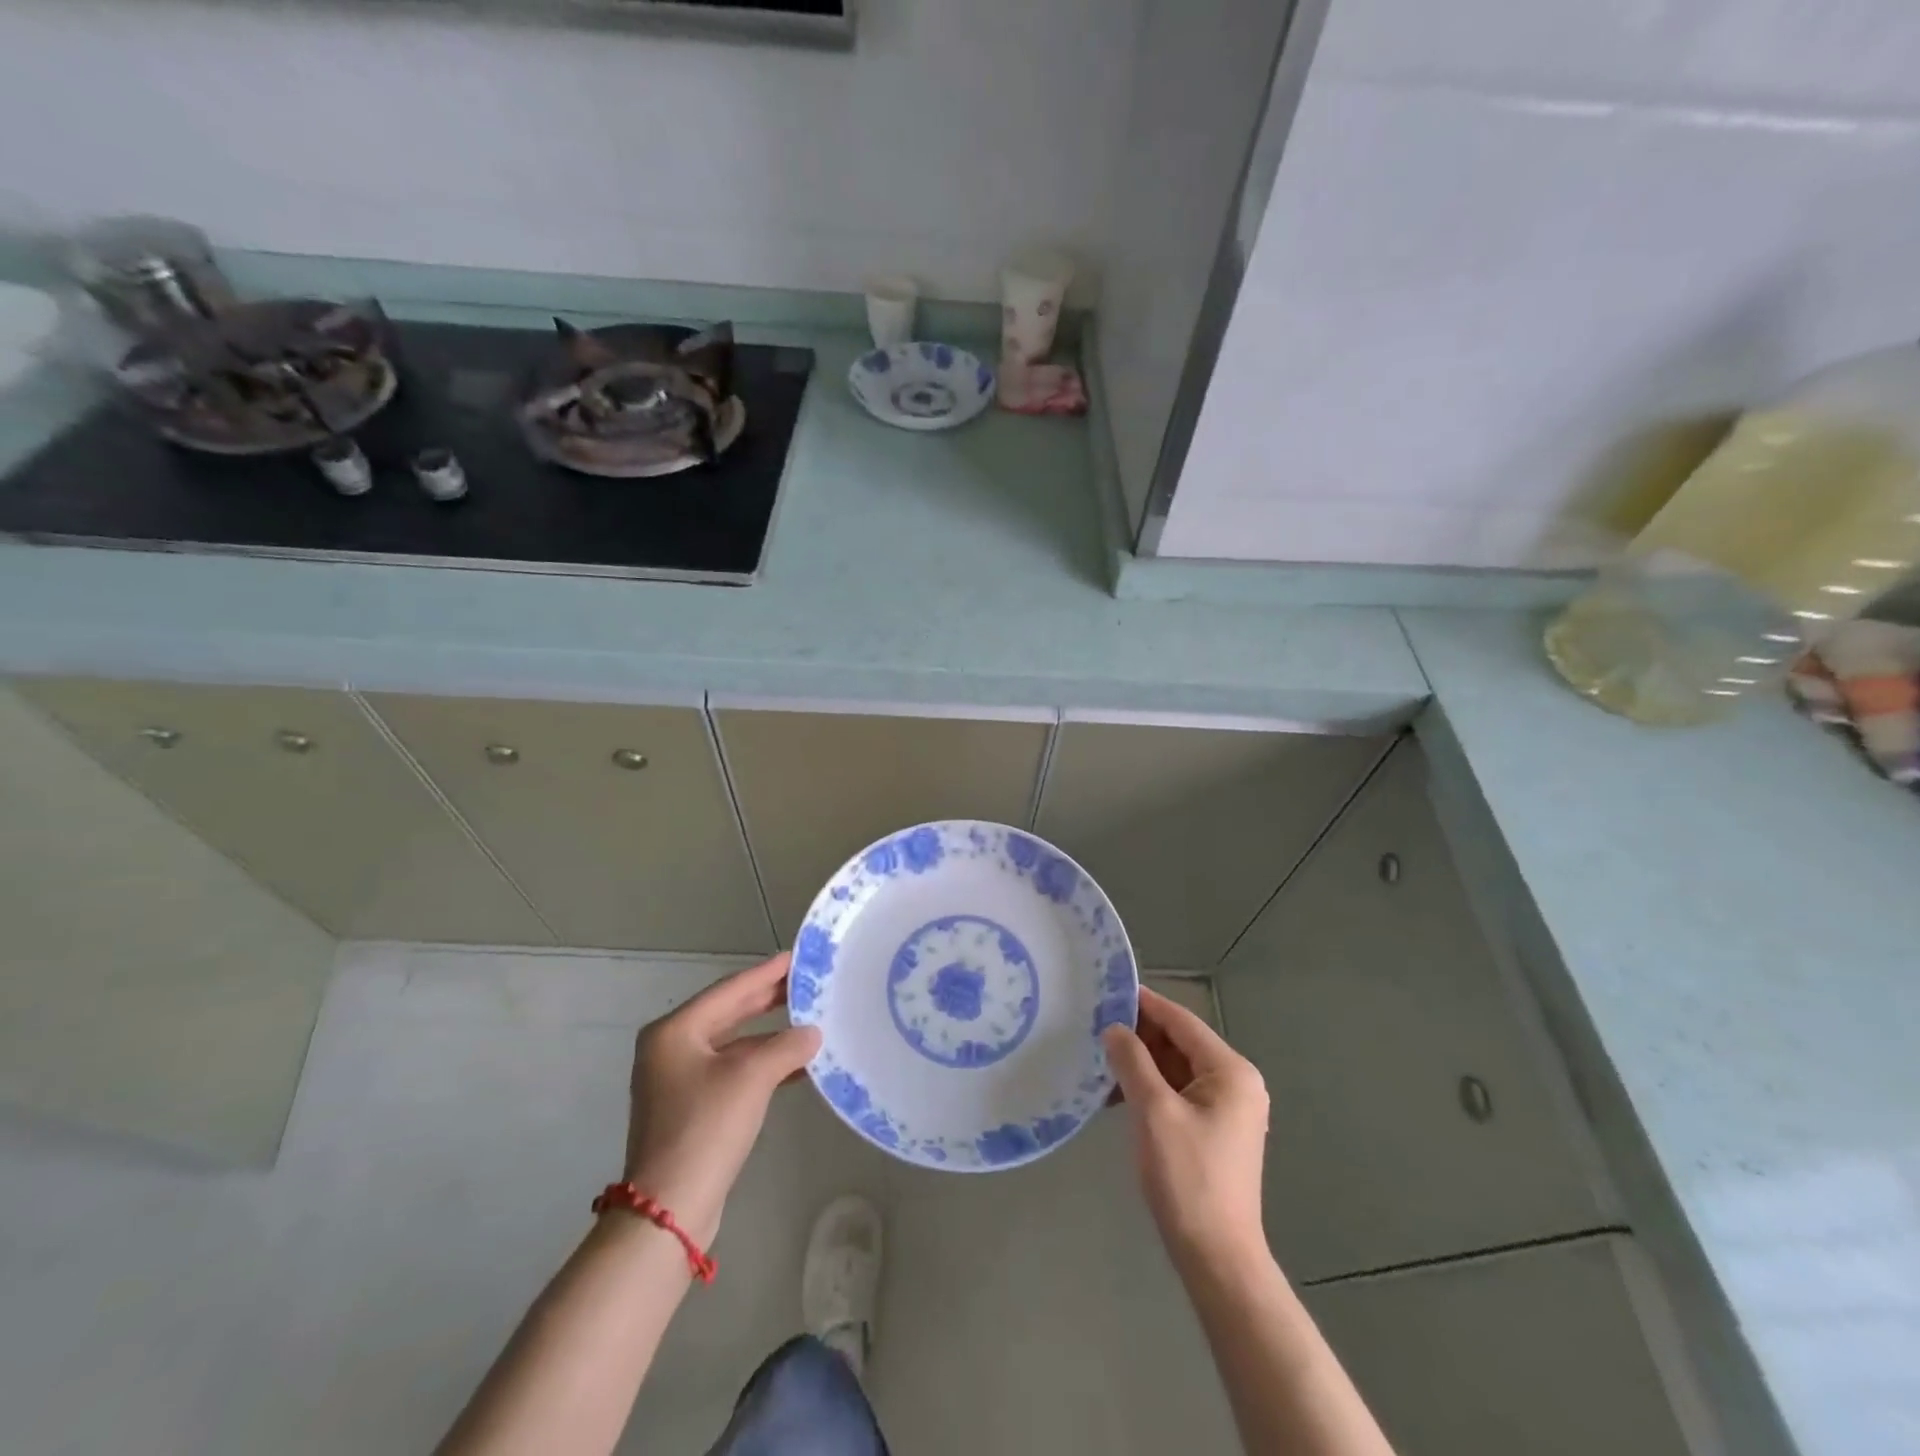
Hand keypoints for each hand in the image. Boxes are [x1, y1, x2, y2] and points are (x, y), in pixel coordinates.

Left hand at [622, 954, 821, 1245]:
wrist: (669, 1210)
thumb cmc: (705, 1128)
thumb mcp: (751, 1078)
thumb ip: (787, 1046)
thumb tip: (813, 1033)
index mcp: (675, 1031)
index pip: (730, 990)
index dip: (767, 973)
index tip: (797, 957)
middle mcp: (671, 1049)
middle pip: (729, 1013)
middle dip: (768, 1000)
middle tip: (806, 983)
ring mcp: (677, 1081)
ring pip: (733, 1044)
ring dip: (769, 1035)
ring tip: (808, 1019)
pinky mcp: (690, 1108)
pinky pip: (732, 1071)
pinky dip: (761, 1064)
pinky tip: (794, 1066)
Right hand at [1102, 986, 1269, 1264]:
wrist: (1216, 1258)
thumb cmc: (1188, 1178)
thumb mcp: (1154, 1112)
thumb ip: (1132, 1061)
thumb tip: (1114, 1029)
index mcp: (1231, 1072)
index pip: (1181, 1021)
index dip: (1144, 1004)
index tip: (1107, 990)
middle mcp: (1235, 1083)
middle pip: (1180, 1043)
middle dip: (1139, 1035)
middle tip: (1094, 1025)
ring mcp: (1226, 1108)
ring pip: (1176, 1068)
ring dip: (1140, 1063)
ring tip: (1098, 1057)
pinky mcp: (1213, 1130)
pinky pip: (1177, 1093)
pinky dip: (1149, 1088)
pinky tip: (1116, 1093)